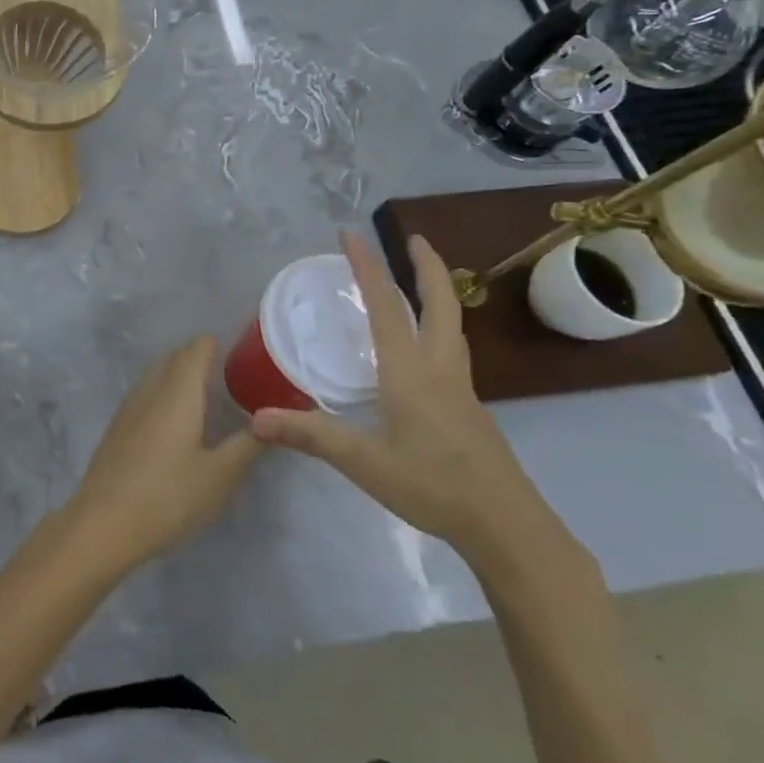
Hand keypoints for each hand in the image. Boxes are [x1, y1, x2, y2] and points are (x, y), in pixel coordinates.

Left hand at [66, 337, 261, 573]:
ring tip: (206, 397)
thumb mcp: (220, 475)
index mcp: (178, 392)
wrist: (104, 523)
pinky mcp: (116, 428)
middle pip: (174, 359)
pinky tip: (175, 422)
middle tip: (230, 376)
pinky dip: (163, 395)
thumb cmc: (169, 496)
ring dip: (178, 377)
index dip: (216, 344)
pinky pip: (144, 396)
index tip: (241, 353)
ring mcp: (128, 408)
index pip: (196, 349)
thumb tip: (271, 421)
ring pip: (156, 376)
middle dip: (198, 358)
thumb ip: (247, 444)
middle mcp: (150, 390)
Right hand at [249, 234, 572, 577]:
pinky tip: (420, 353)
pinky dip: (435, 330)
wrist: (507, 527)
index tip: (350, 235)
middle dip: (427, 268)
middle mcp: (439, 370)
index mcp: (411, 372)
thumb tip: (255, 420)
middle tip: (412, 240)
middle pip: (440, 305)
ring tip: (417, 285)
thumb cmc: (433, 486)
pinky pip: (449, 353)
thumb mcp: (363, 461)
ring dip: (437, 296)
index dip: (367, 268)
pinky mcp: (468, 411)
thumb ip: (310, 436)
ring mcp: (460, 390)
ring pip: (450, 328)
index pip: (386, 307)